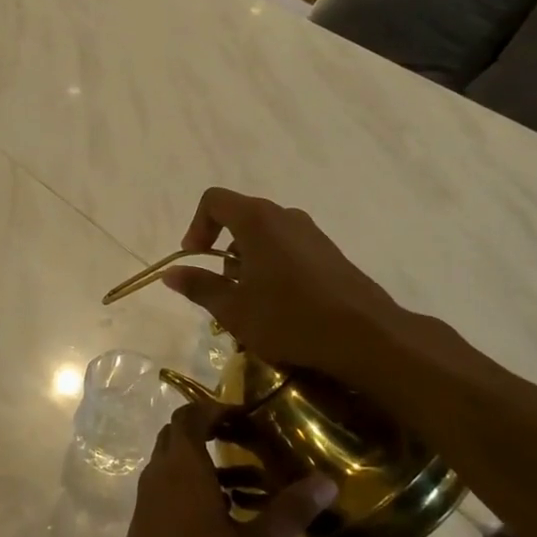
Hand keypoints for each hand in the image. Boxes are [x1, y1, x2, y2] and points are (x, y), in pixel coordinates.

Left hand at [97, 403, 337, 536]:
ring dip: (211, 464)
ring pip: (178, 464)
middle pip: (181, 435)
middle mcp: (161, 473)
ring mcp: (150, 497)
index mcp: (182, 466)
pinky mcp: (148, 520)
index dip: (217, 408)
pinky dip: (199, 487)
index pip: (191, 416)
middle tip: (254, 443)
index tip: (249, 416)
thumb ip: (288, 512)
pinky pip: (173, 487)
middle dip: (215, 432)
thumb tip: (327, 482)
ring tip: (257, 485)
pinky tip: (231, 517)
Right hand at [162, 187, 446, 396]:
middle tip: (220, 284)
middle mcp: (284, 216)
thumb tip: (171, 273)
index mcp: (257, 221)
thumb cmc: (289, 318)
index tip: (194, 259)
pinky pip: (288, 246)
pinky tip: (278, 303)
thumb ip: (199, 287)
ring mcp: (311, 233)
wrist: (365, 335)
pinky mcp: (328, 252)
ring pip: (265, 233)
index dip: (196, 226)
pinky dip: (271, 264)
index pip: (214, 201)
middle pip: (240, 216)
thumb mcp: (233, 309)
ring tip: (248, 299)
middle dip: (221, 246)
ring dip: (246, 258)